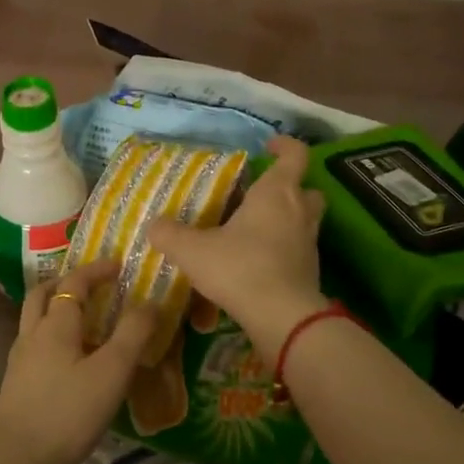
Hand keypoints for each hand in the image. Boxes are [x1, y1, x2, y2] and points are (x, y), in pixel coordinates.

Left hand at [0, 259, 155, 463]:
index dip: (96, 270)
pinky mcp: (17, 383)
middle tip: (92, 285)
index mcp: (56, 324)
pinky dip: (51, 334)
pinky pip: (34, 343)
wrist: (16, 461)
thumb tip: (151, 302)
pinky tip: (68, 357)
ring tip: (82, 318)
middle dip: (67, 282)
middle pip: (43, 293)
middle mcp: (33, 333)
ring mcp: (21, 359)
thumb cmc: (68, 413)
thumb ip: (133, 334)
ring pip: (35, 319)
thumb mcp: (111, 373)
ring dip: (55, 307)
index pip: (74, 282)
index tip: (118, 265)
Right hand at [147, 135, 328, 358]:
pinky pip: (299, 248)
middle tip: (261, 194)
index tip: (267, 146)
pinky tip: (258, 260)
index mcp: (276, 193)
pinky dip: (284, 248)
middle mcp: (299, 212)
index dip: (284, 145)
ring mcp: (309, 243)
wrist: (282, 318)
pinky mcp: (310, 270)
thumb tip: (153, 226)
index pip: (294, 155)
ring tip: (256, 228)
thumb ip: (170, 235)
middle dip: (289, 187)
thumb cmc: (240, 268)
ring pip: (306, 219)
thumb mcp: (193, 251)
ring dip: (288, 219)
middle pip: (306, 189)